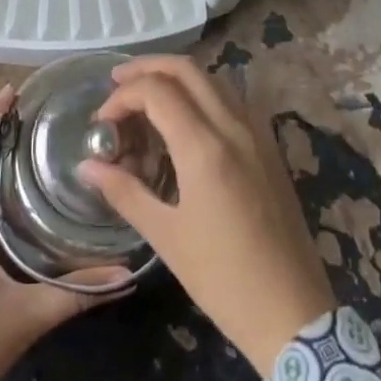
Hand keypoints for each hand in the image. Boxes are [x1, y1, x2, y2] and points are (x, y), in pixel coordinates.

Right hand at [78, 56, 336, 376]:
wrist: (293, 313)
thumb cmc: (222, 279)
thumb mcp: (166, 237)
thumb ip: (124, 192)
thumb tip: (87, 166)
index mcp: (204, 147)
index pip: (157, 91)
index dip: (122, 96)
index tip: (102, 122)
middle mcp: (233, 127)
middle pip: (187, 69)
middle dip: (148, 67)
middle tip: (117, 81)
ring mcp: (258, 134)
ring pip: (213, 79)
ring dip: (177, 77)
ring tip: (147, 97)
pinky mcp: (270, 148)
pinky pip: (233, 100)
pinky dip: (203, 94)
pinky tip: (187, 119)